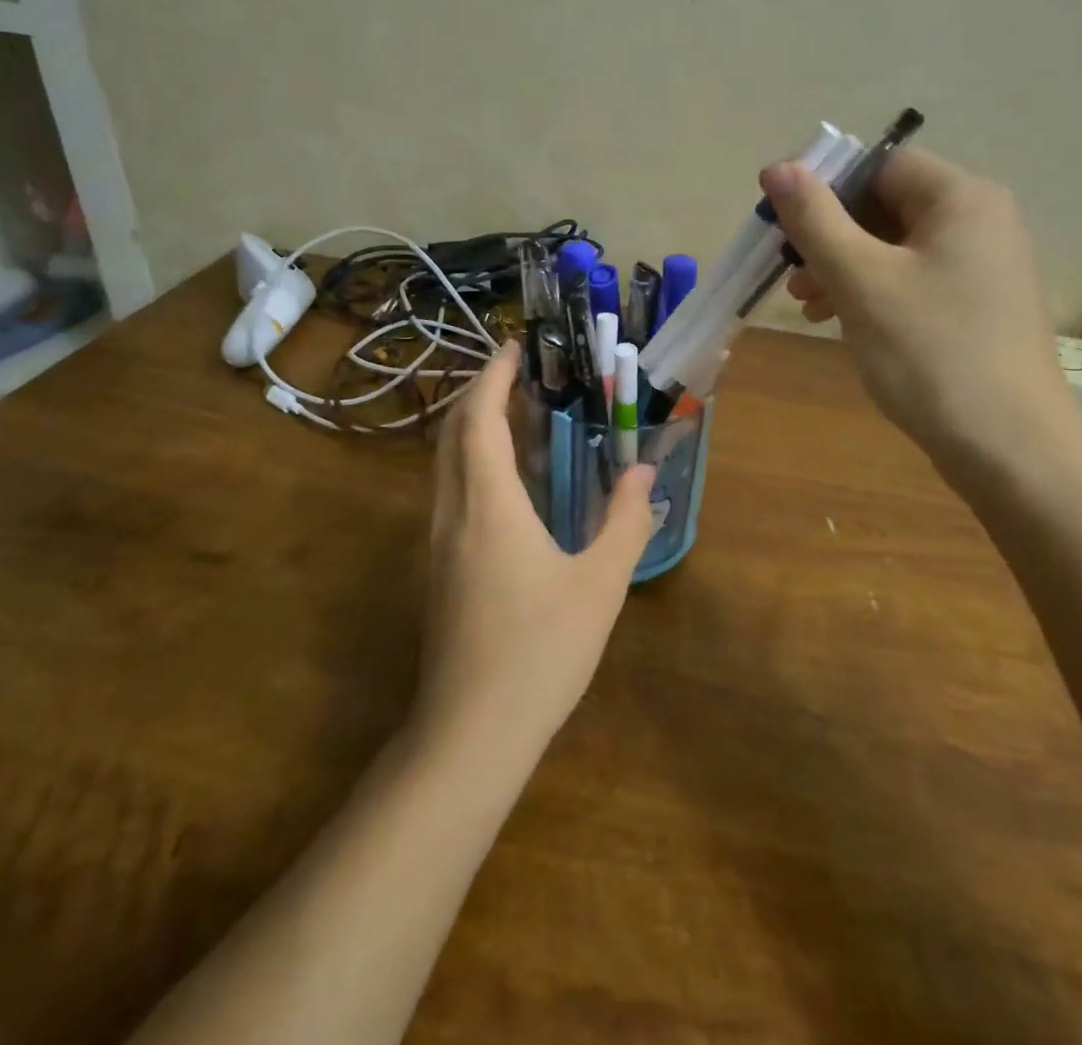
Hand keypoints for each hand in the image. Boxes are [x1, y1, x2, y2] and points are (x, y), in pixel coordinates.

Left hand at [417, 342, 655, 759]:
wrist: (471, 734)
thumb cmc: (540, 651)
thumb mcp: (600, 584)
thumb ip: (625, 521)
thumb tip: (642, 471)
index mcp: (488, 504)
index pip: (480, 419)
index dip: (493, 377)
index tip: (514, 347)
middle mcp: (452, 512)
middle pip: (455, 433)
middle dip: (481, 393)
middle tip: (521, 373)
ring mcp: (438, 543)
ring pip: (448, 464)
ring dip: (476, 428)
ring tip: (520, 416)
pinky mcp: (440, 569)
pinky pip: (452, 493)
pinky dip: (475, 463)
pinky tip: (511, 482)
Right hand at [759, 148, 1081, 484]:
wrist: (1009, 447)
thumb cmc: (930, 351)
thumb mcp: (860, 280)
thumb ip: (815, 219)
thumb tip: (777, 166)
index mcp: (962, 198)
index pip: (880, 166)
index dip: (826, 188)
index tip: (784, 227)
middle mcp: (982, 221)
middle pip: (887, 206)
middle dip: (831, 237)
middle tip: (792, 278)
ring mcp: (985, 267)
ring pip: (897, 248)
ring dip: (846, 269)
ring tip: (810, 308)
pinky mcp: (980, 306)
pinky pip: (915, 280)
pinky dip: (875, 293)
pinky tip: (844, 324)